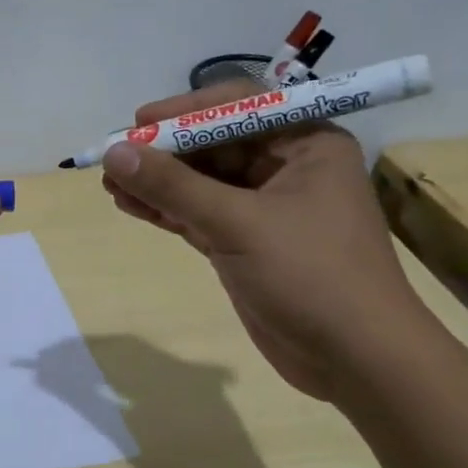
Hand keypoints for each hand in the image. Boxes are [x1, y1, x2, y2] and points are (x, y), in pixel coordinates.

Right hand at [100, 87, 435, 399]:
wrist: (357, 360)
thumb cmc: (311, 275)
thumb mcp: (238, 224)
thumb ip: (173, 186)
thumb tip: (115, 152)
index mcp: (306, 144)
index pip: (238, 107)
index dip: (185, 112)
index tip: (138, 122)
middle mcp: (287, 167)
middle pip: (213, 144)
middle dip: (164, 152)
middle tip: (114, 158)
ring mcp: (265, 208)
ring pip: (201, 182)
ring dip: (157, 182)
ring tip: (110, 184)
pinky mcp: (246, 243)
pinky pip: (198, 213)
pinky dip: (166, 209)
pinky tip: (129, 205)